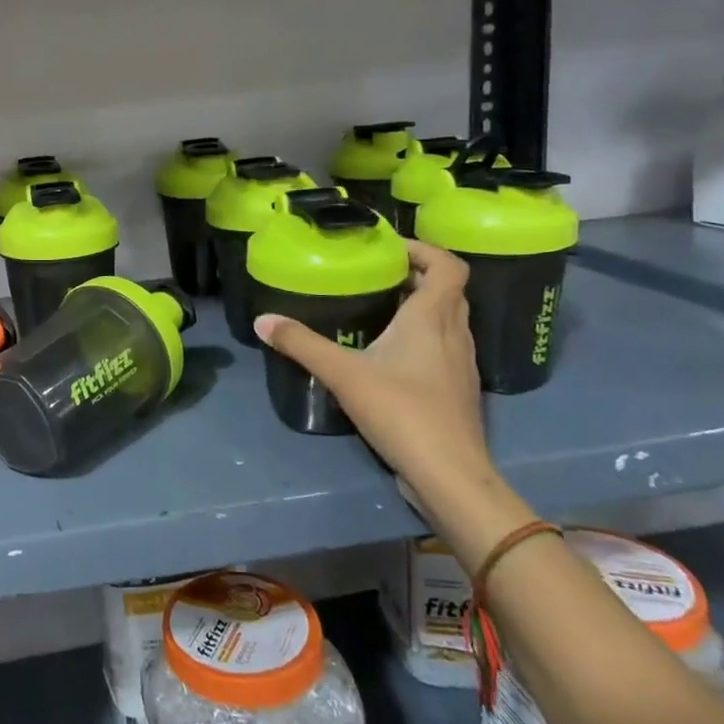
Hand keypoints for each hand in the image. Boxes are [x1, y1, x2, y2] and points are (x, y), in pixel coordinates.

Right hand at [253, 241, 493, 522]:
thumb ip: (301, 344)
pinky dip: (423, 336)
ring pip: (448, 320)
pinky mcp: (458, 390)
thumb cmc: (401, 410)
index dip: (423, 250)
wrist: (449, 474)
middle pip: (448, 290)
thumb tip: (262, 320)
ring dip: (421, 306)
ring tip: (380, 309)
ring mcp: (461, 364)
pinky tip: (391, 355)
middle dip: (416, 276)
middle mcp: (454, 333)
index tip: (389, 249)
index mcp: (432, 318)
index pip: (447, 266)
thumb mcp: (342, 373)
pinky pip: (444, 346)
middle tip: (377, 275)